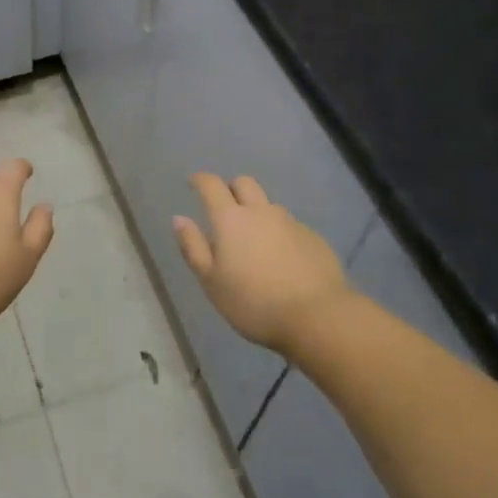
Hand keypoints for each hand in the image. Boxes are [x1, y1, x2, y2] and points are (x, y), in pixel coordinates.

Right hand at [174, 173, 349, 353]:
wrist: (318, 317)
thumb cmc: (254, 303)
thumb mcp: (211, 282)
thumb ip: (193, 247)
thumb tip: (179, 219)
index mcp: (230, 219)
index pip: (211, 185)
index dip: (200, 180)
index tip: (193, 183)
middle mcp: (260, 212)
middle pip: (244, 183)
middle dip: (231, 189)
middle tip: (225, 210)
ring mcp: (290, 223)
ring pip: (269, 205)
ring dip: (258, 213)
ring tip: (256, 241)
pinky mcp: (313, 238)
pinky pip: (291, 226)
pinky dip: (281, 234)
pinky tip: (283, 260)